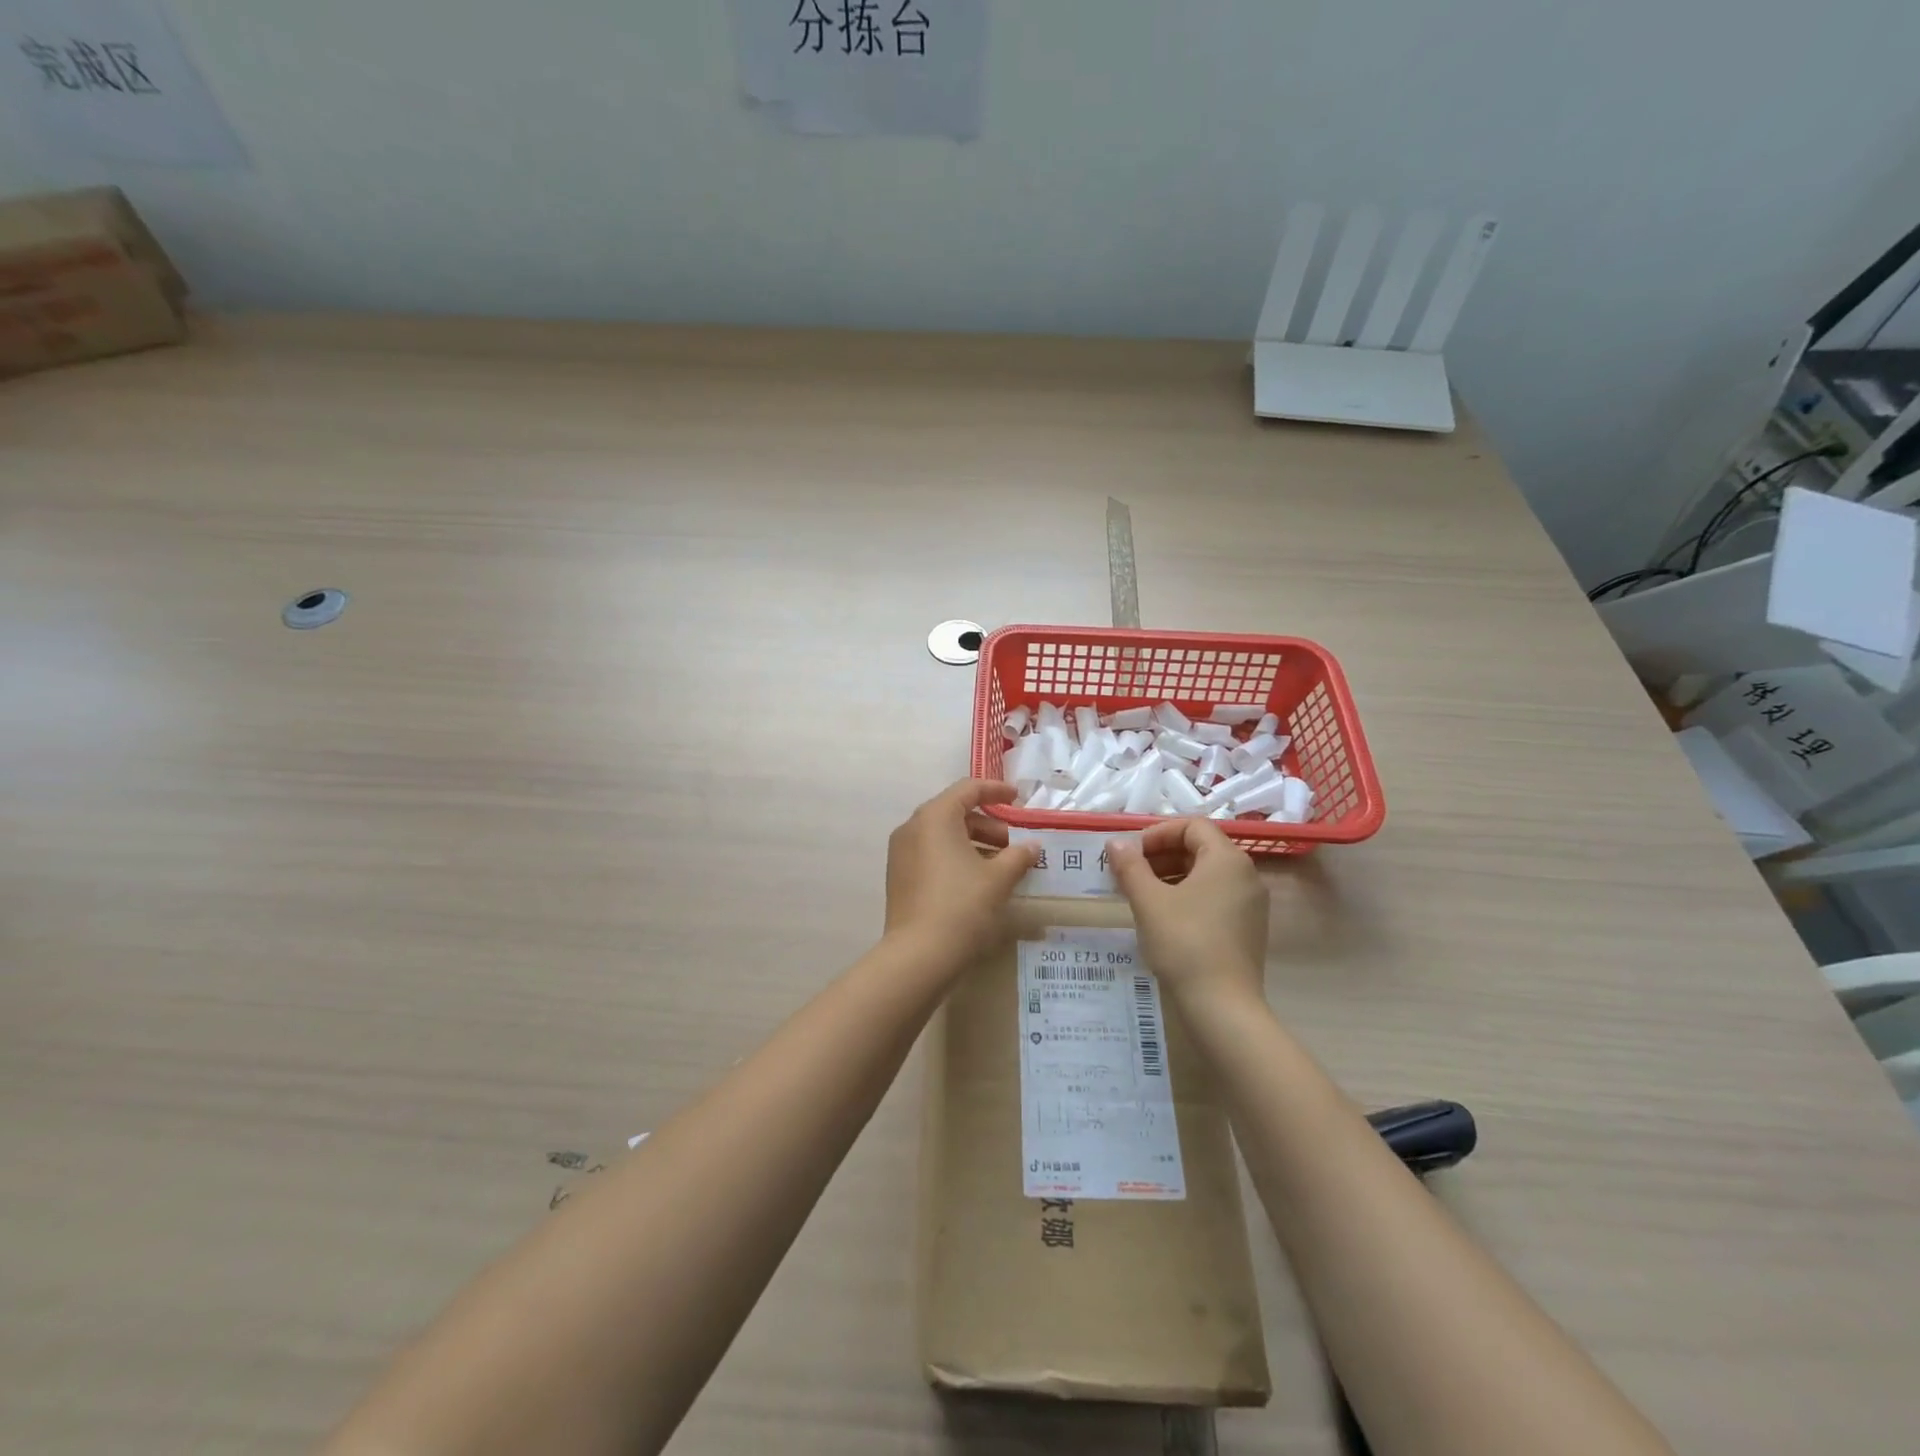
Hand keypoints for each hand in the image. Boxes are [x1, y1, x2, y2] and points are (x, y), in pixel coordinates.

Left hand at [884, 780, 1040, 971]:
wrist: (919, 955)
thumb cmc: (962, 906)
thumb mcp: (998, 879)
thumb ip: (1018, 856)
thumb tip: (1032, 846)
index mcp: (935, 817)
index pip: (968, 789)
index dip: (996, 790)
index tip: (1019, 798)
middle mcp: (913, 827)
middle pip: (955, 813)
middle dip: (989, 825)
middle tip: (1016, 845)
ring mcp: (901, 853)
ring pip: (943, 836)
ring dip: (975, 844)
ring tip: (1003, 866)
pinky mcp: (899, 877)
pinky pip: (932, 855)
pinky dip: (956, 859)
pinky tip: (979, 881)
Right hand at [1107, 819, 1266, 1006]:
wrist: (1223, 1006)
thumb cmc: (1184, 943)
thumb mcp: (1149, 901)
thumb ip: (1131, 866)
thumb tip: (1115, 843)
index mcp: (1227, 859)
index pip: (1193, 826)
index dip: (1158, 833)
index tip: (1132, 853)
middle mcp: (1246, 875)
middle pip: (1201, 848)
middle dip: (1162, 855)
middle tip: (1131, 873)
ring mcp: (1251, 903)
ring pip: (1207, 874)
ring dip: (1172, 875)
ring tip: (1141, 894)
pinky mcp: (1248, 928)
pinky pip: (1215, 897)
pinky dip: (1188, 896)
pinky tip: (1163, 917)